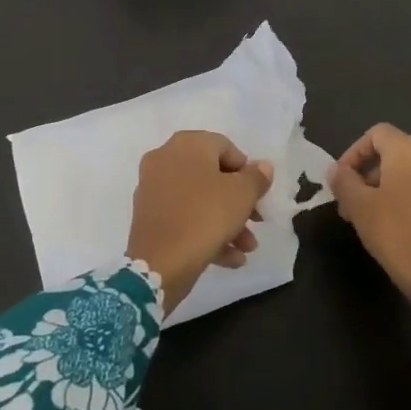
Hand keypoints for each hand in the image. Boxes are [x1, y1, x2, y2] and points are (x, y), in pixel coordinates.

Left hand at [126, 131, 272, 312]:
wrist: (159, 264)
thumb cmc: (206, 216)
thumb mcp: (242, 195)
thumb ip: (257, 177)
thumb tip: (263, 166)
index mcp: (186, 145)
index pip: (226, 148)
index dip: (247, 172)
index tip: (259, 196)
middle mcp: (164, 159)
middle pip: (212, 177)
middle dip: (239, 202)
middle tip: (257, 222)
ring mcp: (152, 189)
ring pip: (198, 201)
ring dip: (227, 222)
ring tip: (247, 248)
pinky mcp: (147, 218)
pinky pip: (183, 218)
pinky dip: (205, 233)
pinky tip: (230, 258)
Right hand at [327, 123, 410, 324]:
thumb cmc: (398, 236)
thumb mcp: (360, 208)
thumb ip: (344, 182)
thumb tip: (336, 170)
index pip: (377, 134)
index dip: (354, 153)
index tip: (342, 180)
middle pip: (397, 152)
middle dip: (371, 173)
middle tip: (354, 203)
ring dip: (393, 186)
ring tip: (377, 216)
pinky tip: (406, 225)